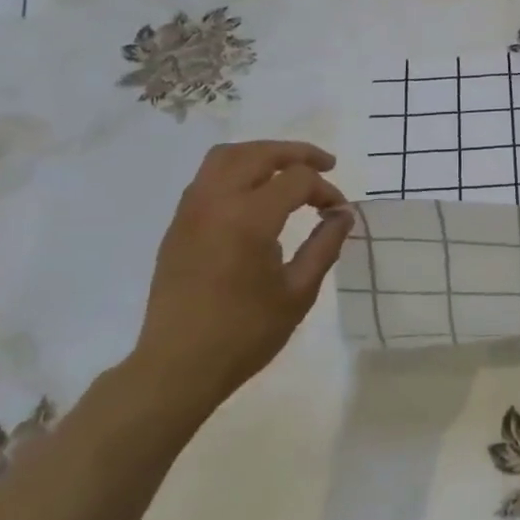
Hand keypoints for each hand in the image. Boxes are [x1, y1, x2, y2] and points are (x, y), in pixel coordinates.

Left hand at [129, 141, 353, 409]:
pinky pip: (208, 178)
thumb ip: (325, 245)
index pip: (297, 179)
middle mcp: (215, 202)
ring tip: (288, 170)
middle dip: (296, 153)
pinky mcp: (177, 226)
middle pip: (258, 153)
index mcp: (248, 218)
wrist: (177, 366)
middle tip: (326, 165)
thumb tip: (342, 214)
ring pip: (226, 157)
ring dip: (262, 155)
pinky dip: (237, 171)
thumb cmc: (245, 333)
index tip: (338, 213)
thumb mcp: (298, 292)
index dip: (325, 189)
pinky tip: (256, 195)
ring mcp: (190, 212)